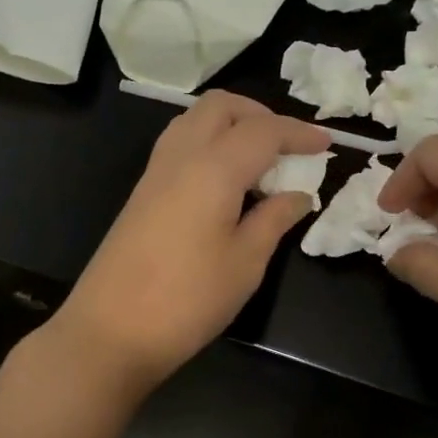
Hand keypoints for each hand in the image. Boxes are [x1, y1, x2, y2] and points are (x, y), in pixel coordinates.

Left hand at [49, 91, 328, 395]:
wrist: (110, 331)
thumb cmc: (188, 299)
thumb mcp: (245, 263)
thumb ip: (274, 219)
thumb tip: (299, 194)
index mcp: (213, 168)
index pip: (263, 130)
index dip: (299, 133)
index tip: (327, 144)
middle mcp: (181, 155)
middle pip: (221, 106)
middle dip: (260, 114)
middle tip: (287, 146)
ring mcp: (156, 171)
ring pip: (196, 119)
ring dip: (231, 124)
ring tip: (259, 160)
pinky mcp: (142, 190)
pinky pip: (180, 143)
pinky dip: (210, 142)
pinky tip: (226, 180)